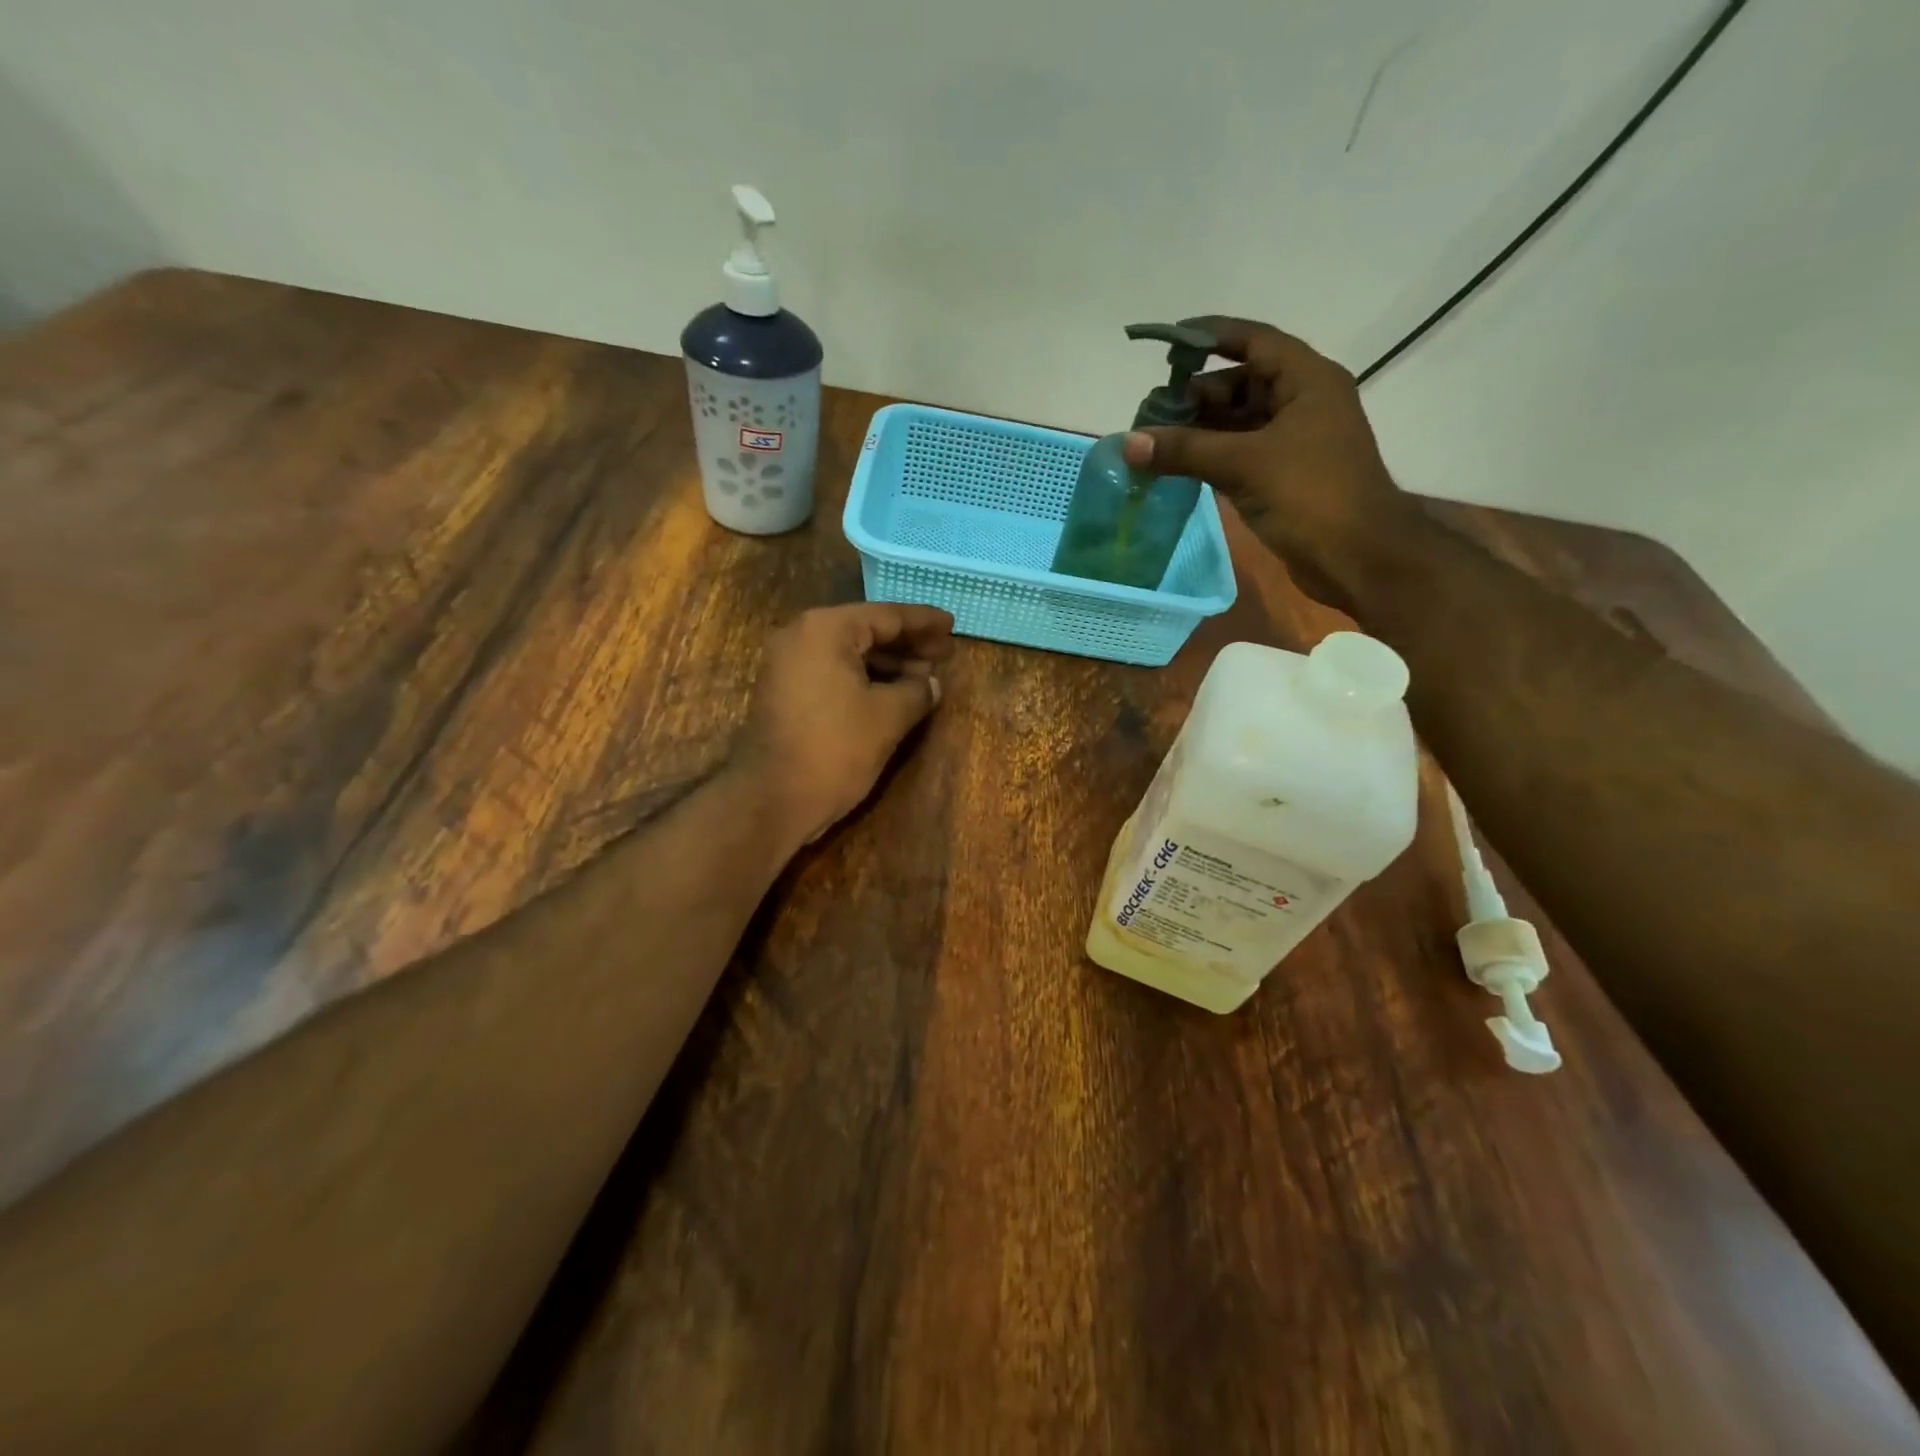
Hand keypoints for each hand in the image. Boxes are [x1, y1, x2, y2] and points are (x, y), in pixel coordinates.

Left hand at [731, 603, 955, 849]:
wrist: (772, 798)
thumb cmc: (835, 748)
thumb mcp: (888, 717)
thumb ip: (917, 691)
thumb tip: (932, 684)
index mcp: (826, 629)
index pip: (886, 615)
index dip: (923, 622)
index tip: (951, 624)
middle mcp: (801, 635)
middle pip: (865, 630)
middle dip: (907, 643)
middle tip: (944, 653)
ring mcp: (788, 664)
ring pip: (849, 652)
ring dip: (888, 663)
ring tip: (925, 677)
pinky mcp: (785, 691)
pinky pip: (833, 671)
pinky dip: (864, 678)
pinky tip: (893, 693)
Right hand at [1121, 317, 1414, 606]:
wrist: (1357, 557)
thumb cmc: (1311, 495)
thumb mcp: (1245, 464)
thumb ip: (1185, 450)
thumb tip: (1128, 442)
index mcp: (1307, 380)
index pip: (1254, 341)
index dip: (1211, 336)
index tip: (1167, 341)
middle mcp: (1301, 402)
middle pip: (1240, 383)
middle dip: (1195, 394)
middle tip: (1150, 412)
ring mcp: (1293, 441)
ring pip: (1237, 422)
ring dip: (1198, 429)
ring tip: (1154, 440)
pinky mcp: (1283, 475)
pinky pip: (1238, 453)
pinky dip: (1209, 456)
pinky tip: (1176, 465)